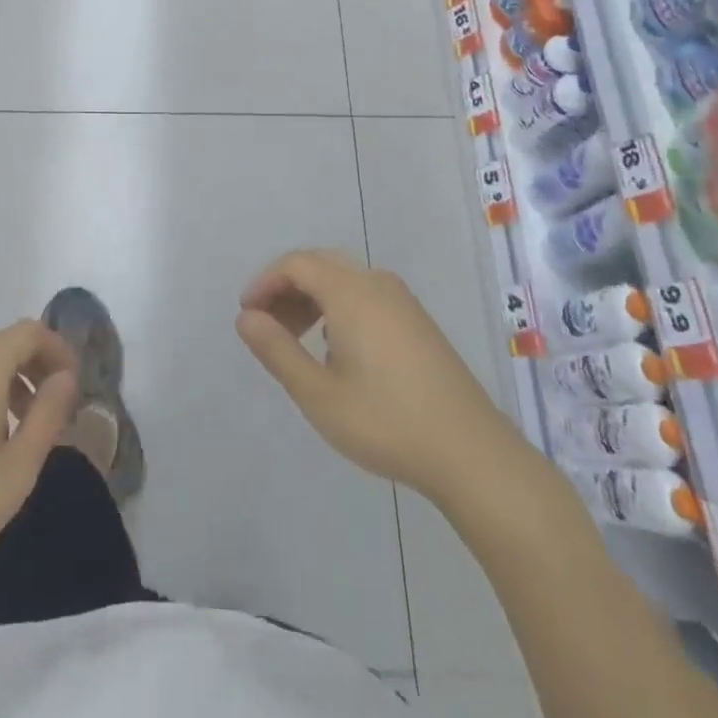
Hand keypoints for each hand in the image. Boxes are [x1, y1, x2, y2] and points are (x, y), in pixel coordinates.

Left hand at [0, 320, 78, 611]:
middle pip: (4, 345)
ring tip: (22, 430)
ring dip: (9, 383)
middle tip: (54, 409)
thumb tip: (66, 378)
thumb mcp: (18, 467)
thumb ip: (48, 415)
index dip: (58, 349)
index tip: (74, 385)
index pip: (30, 332)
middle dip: (36, 368)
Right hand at [236, 249, 521, 500]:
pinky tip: (336, 348)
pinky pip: (365, 294)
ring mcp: (402, 301)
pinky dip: (338, 307)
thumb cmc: (386, 422)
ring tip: (295, 340)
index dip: (265, 282)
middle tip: (267, 327)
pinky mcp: (418, 321)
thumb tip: (246, 318)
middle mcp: (376, 283)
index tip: (247, 315)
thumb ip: (276, 350)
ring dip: (312, 299)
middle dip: (286, 289)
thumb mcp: (318, 393)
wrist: (471, 453)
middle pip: (319, 265)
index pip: (296, 264)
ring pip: (344, 279)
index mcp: (351, 292)